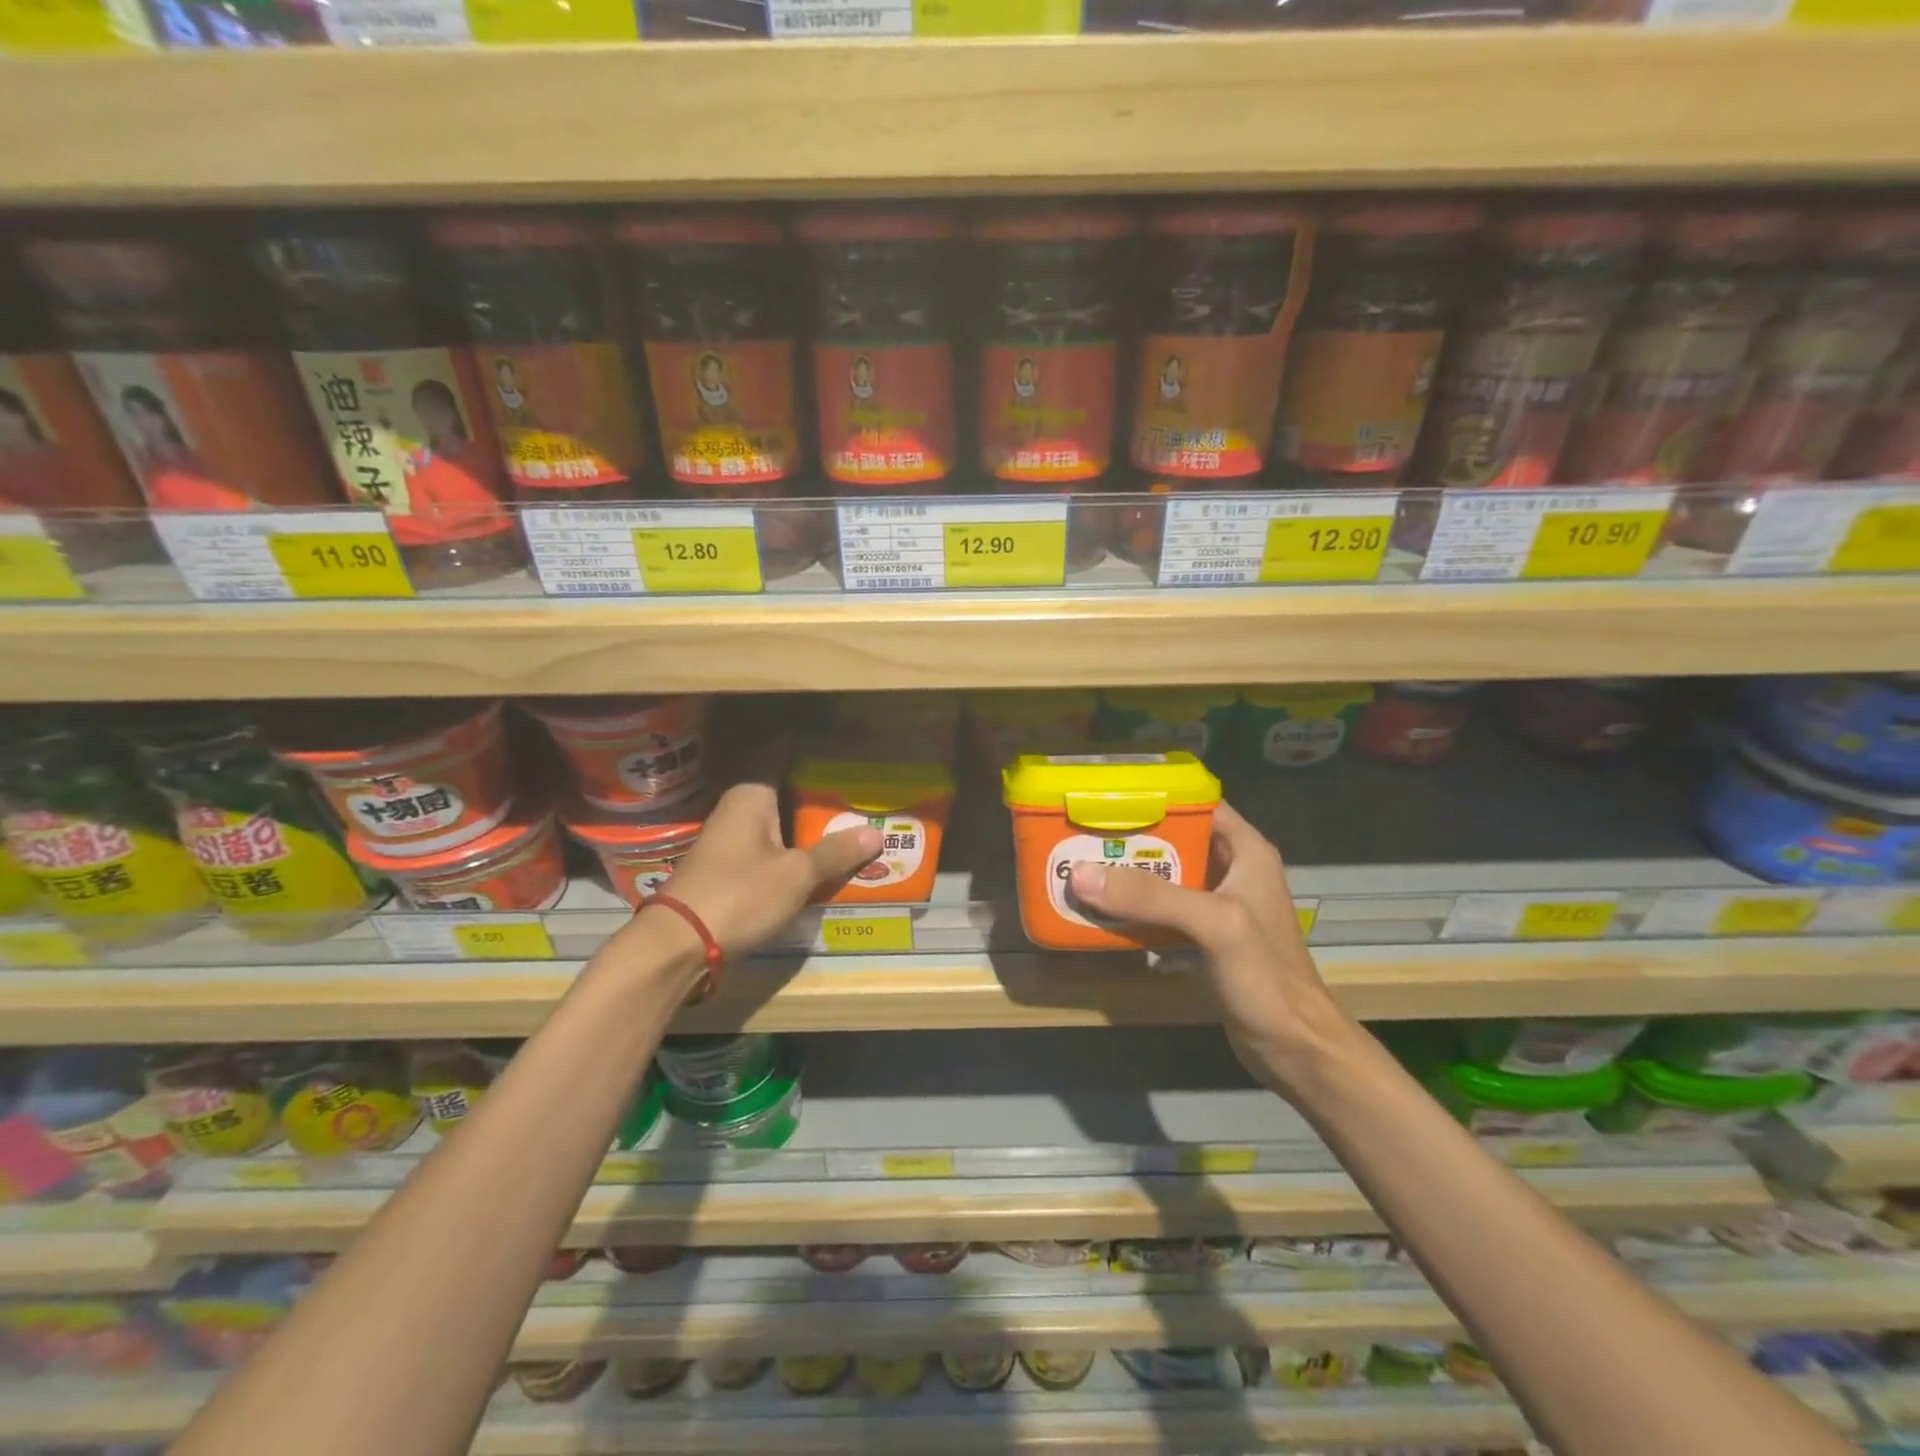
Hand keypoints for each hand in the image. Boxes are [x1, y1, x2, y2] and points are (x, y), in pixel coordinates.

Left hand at [653, 782, 881, 958]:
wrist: (677, 946)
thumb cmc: (739, 895)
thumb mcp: (796, 875)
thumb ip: (835, 853)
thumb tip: (876, 833)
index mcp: (751, 796)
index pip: (789, 763)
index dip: (819, 764)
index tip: (852, 765)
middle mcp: (737, 811)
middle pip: (789, 801)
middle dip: (824, 807)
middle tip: (867, 807)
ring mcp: (730, 843)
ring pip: (781, 831)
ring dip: (811, 837)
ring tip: (855, 836)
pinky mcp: (728, 872)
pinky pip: (771, 856)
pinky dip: (794, 860)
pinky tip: (822, 868)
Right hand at [1065, 801, 1354, 1094]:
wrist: (1295, 1048)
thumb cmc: (1265, 977)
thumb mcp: (1213, 924)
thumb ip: (1151, 897)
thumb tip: (1080, 874)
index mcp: (1246, 851)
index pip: (1197, 802)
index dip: (1155, 794)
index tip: (1106, 794)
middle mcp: (1231, 869)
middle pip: (1174, 837)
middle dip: (1130, 835)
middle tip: (1081, 832)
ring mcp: (1217, 905)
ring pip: (1164, 874)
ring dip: (1128, 873)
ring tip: (1081, 864)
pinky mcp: (1203, 937)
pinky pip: (1162, 910)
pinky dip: (1134, 907)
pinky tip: (1102, 910)